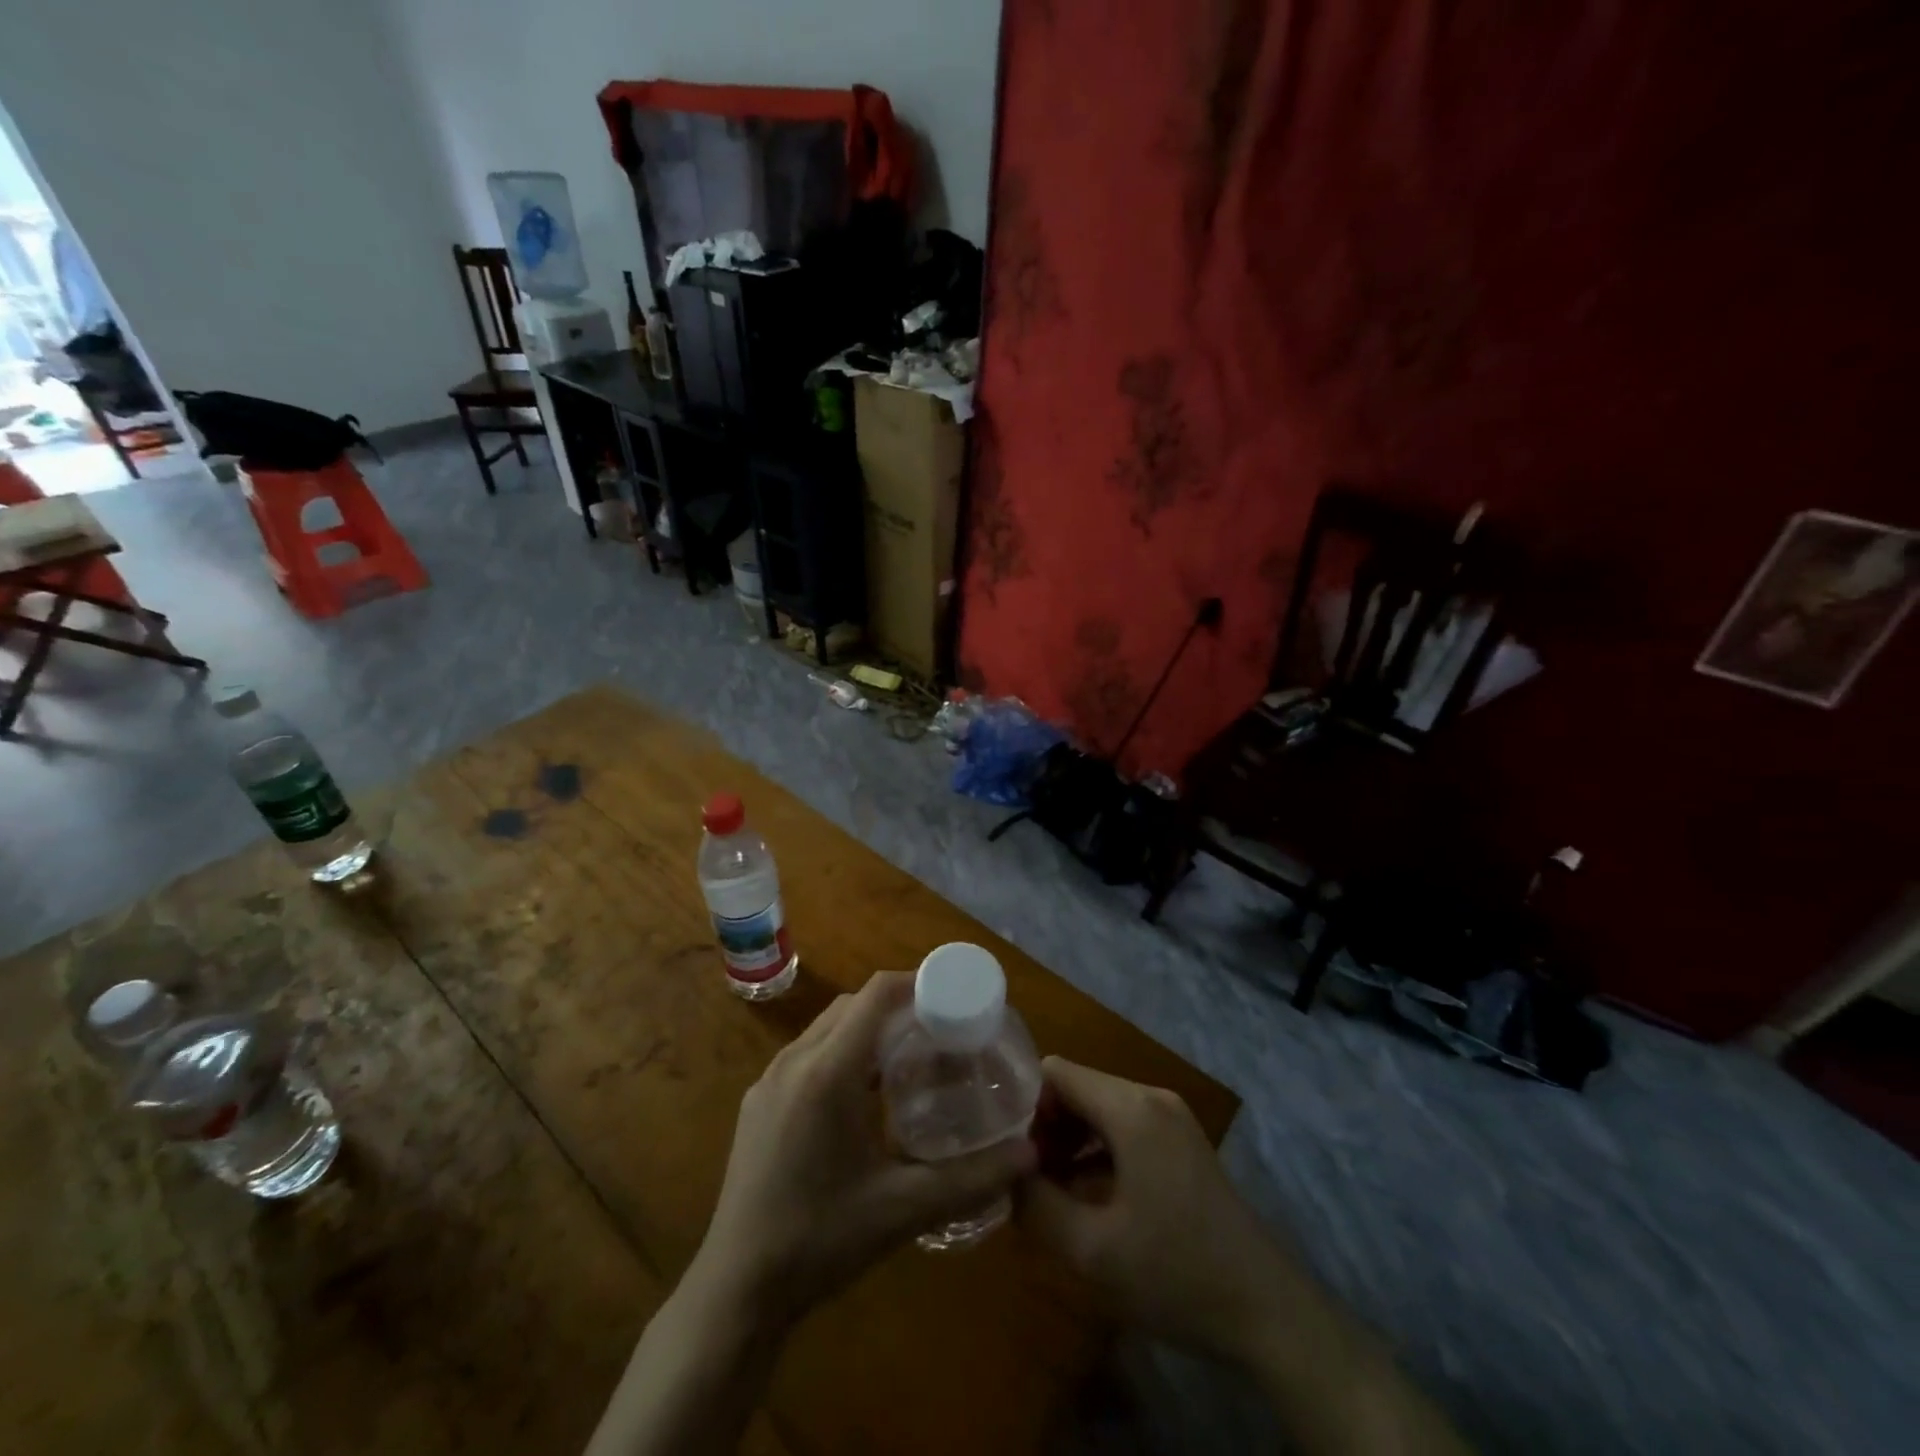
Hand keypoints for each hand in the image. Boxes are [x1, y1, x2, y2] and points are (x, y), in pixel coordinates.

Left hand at [695, 972, 1035, 1326]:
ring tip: (907, 1059)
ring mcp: (769, 1080)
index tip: (952, 996)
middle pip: (852, 1006)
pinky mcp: (758, 1102)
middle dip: (897, 1006)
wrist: (737, 1289)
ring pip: (827, 1028)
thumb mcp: (903, 1210)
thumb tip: (1029, 1154)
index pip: (874, 996)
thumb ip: (971, 1179)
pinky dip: (841, 1051)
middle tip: (939, 1031)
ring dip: (867, 1029)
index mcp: (827, 1072)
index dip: (915, 984)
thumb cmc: (821, 1240)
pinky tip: (862, 1096)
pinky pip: (807, 1053)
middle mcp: (794, 1061)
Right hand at [1019, 1056, 1311, 1364]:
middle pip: (1078, 1087)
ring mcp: (1170, 1118)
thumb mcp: (1092, 1250)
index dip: (1022, 1101)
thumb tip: (1005, 1173)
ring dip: (1067, 1138)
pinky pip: (1123, 1127)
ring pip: (1099, 1107)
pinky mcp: (1181, 1142)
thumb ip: (1036, 1203)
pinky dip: (1095, 1149)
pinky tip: (1078, 1192)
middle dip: (1043, 1124)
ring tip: (1041, 1185)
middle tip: (1019, 1172)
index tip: (1002, 1144)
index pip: (1056, 1072)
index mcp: (1130, 1108)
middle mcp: (1150, 1097)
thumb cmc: (1176, 1275)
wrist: (1267, 1312)